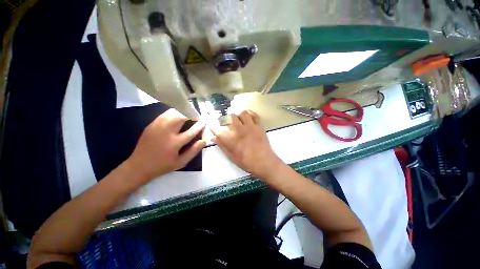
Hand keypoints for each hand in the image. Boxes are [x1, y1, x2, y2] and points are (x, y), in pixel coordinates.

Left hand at [126, 109, 205, 183]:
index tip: (204, 121)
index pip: (191, 131)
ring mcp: (157, 127)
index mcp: (175, 143)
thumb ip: (193, 151)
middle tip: (196, 116)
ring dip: (182, 112)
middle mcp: (166, 133)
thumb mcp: (180, 162)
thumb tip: (203, 141)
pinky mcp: (151, 125)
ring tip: (188, 114)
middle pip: (181, 118)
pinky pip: (164, 114)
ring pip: (172, 113)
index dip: (200, 126)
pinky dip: (173, 112)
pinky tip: (177, 114)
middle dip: (191, 114)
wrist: (138, 166)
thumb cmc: (162, 166)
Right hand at [211, 110, 283, 178]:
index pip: (218, 130)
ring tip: (237, 120)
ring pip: (242, 113)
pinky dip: (250, 113)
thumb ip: (222, 146)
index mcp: (232, 140)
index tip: (211, 125)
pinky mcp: (259, 126)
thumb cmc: (247, 162)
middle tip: (226, 123)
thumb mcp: (232, 157)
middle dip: (225, 119)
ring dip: (238, 115)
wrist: (265, 163)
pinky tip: (247, 117)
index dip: (213, 126)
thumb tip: (213, 137)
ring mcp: (251, 127)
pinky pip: (254, 115)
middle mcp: (240, 130)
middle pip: (230, 117)